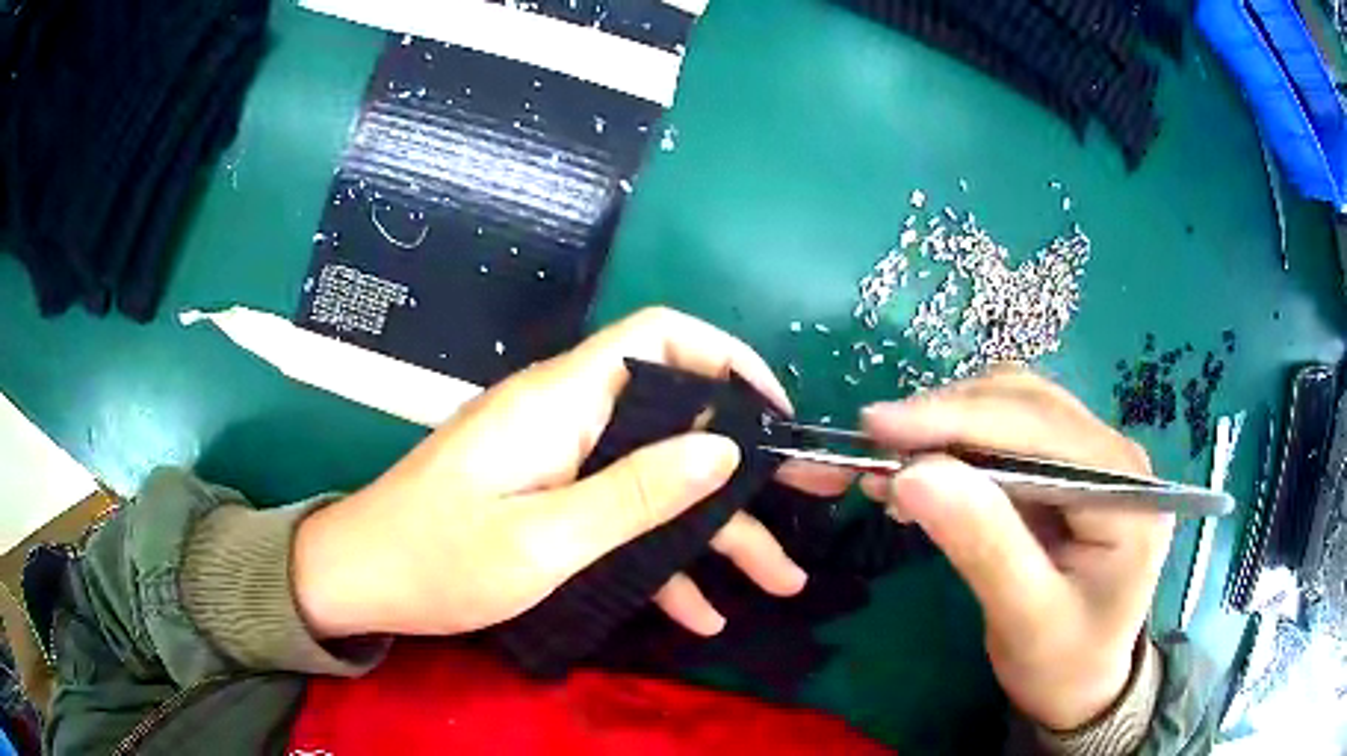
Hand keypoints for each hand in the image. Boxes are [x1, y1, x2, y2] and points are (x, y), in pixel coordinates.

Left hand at [293, 308, 849, 639]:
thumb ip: (634, 493)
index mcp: (562, 402)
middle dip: (745, 469)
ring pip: (656, 482)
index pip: (659, 338)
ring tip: (778, 580)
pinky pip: (620, 519)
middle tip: (811, 506)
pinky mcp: (551, 500)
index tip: (775, 414)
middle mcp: (568, 419)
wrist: (363, 580)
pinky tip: (699, 613)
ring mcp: (561, 464)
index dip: (725, 360)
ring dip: (716, 533)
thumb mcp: (542, 540)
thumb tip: (721, 446)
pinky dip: (660, 561)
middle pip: (675, 421)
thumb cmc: (439, 559)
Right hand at [859, 368, 1170, 730]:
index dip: (960, 418)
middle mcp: (1117, 456)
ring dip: (950, 425)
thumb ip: (981, 544)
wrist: (1081, 684)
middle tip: (874, 445)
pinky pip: (1010, 433)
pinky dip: (960, 443)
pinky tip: (925, 472)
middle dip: (948, 417)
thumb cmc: (1060, 664)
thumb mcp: (1023, 618)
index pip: (1042, 429)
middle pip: (1028, 403)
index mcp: (1126, 493)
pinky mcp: (1070, 467)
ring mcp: (1095, 456)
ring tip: (893, 462)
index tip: (879, 428)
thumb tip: (912, 473)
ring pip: (1015, 407)